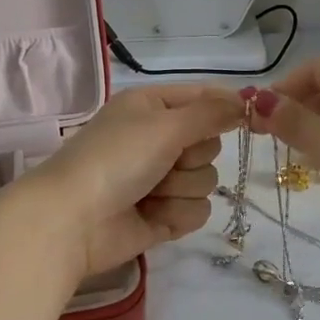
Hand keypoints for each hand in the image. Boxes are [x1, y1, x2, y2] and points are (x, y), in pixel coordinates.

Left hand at [21, 84, 242, 278]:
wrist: (72, 221)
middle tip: (167, 160)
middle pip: (210, 145)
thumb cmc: (115, 159)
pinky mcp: (162, 215)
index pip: (203, 98)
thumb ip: (210, 113)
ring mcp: (160, 180)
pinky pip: (197, 211)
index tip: (247, 118)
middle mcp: (158, 139)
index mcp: (153, 107)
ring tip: (149, 192)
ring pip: (206, 181)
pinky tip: (151, 215)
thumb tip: (246, 102)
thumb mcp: (164, 125)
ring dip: (181, 189)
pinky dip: (176, 213)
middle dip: (193, 157)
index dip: (225, 108)